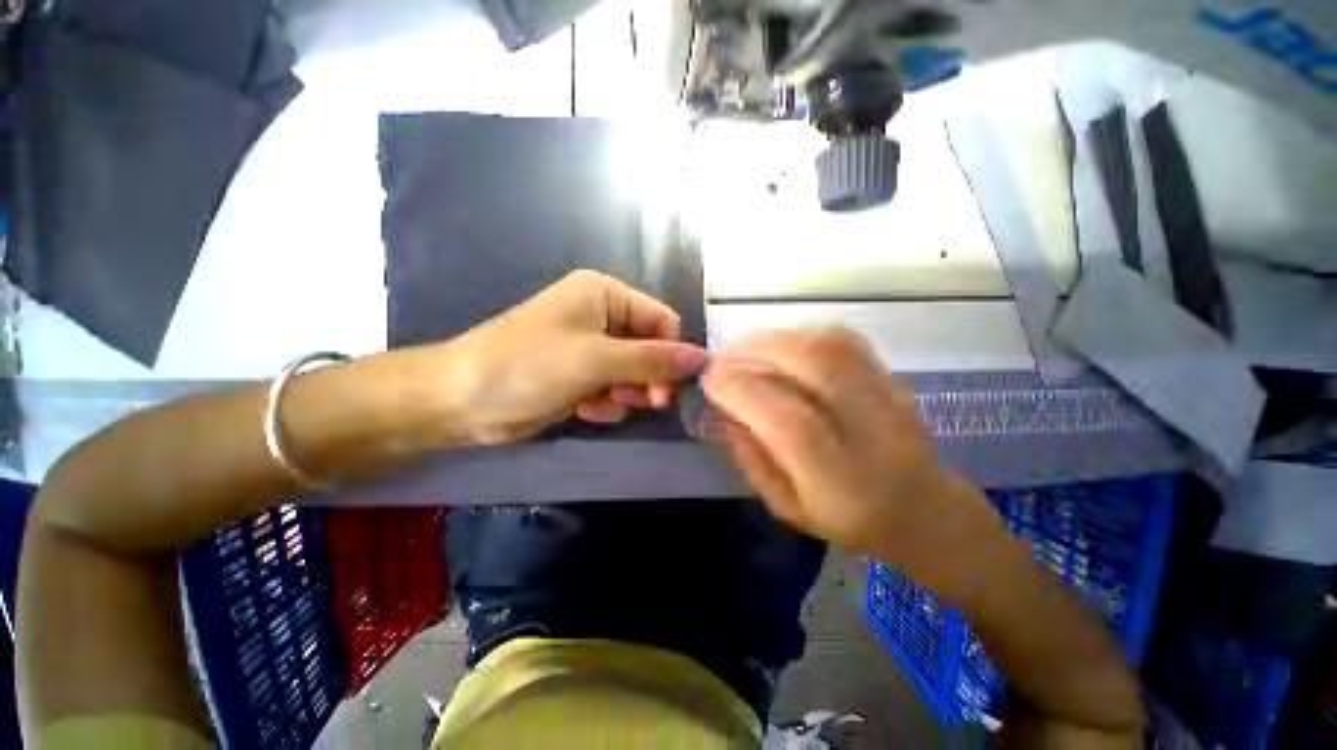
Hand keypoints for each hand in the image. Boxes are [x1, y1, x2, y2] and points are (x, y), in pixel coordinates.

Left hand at [444, 270, 707, 444]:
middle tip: (646, 402)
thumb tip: (703, 358)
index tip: (669, 389)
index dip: (671, 354)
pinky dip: (606, 401)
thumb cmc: (529, 367)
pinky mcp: (579, 374)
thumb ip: (653, 360)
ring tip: (604, 401)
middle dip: (648, 377)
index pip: (662, 321)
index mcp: (605, 295)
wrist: (460, 401)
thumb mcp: (597, 360)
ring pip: (633, 372)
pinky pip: (612, 387)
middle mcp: (600, 315)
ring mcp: (589, 347)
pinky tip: (586, 408)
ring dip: (626, 392)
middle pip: (649, 348)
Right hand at [702, 329, 1004, 601]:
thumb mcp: (787, 506)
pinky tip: (781, 347)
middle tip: (724, 358)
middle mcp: (868, 431)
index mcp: (840, 479)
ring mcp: (886, 397)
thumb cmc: (849, 519)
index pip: (788, 421)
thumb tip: (724, 411)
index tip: (709, 379)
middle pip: (813, 366)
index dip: (742, 392)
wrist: (925, 510)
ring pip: (828, 345)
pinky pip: (842, 340)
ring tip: (745, 350)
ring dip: (776, 340)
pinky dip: (801, 336)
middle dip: (756, 353)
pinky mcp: (890, 376)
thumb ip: (752, 458)